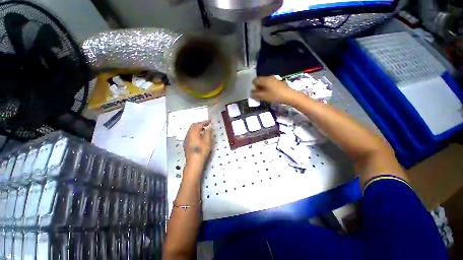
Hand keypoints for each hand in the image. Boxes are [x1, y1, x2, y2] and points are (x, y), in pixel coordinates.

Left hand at [184, 120, 212, 167]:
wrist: (194, 161)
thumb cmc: (202, 150)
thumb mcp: (207, 140)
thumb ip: (208, 132)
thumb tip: (209, 126)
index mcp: (193, 132)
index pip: (199, 124)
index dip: (205, 122)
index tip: (210, 121)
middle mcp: (188, 134)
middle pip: (193, 126)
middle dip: (200, 124)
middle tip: (207, 124)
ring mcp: (186, 139)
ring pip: (191, 130)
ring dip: (197, 128)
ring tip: (204, 130)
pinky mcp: (186, 143)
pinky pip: (190, 134)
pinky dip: (195, 132)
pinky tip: (199, 137)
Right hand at [251, 76, 296, 103]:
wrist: (289, 96)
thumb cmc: (275, 96)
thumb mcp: (264, 96)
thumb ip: (255, 95)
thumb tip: (250, 93)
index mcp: (264, 79)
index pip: (255, 80)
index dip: (252, 86)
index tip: (253, 92)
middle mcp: (269, 77)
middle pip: (260, 81)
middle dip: (257, 87)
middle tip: (258, 94)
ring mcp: (274, 79)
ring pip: (265, 83)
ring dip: (262, 88)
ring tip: (263, 95)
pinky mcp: (278, 82)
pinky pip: (269, 84)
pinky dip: (267, 88)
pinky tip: (269, 94)